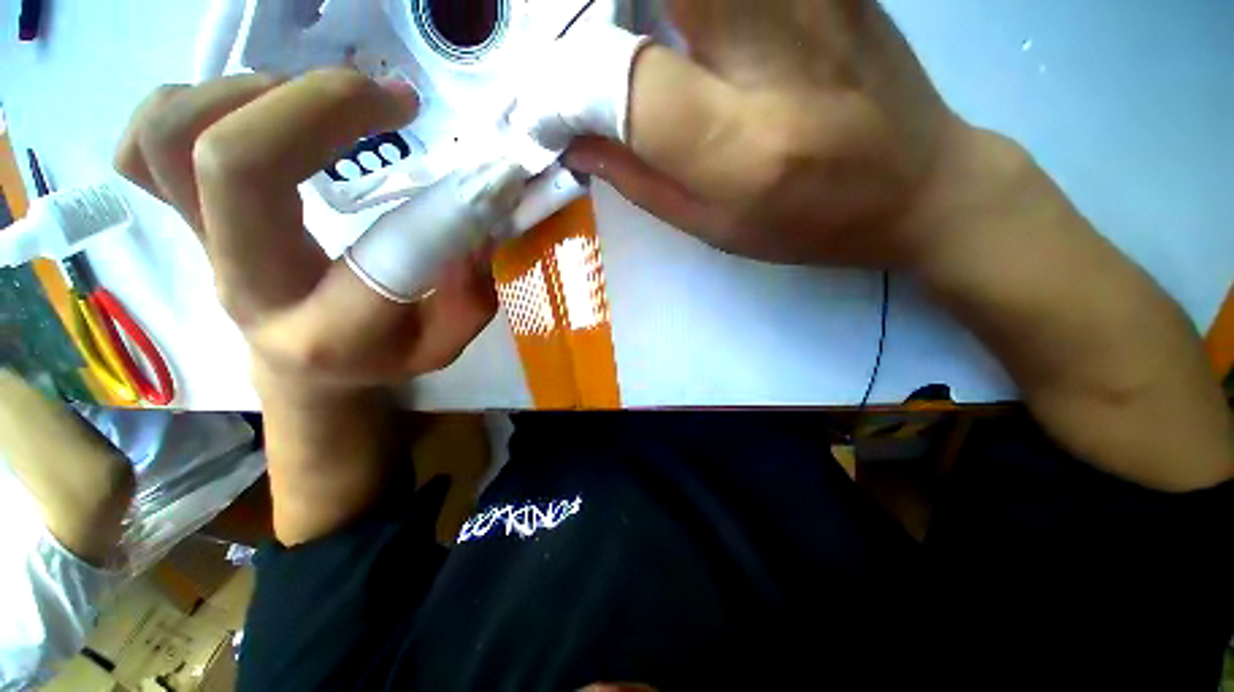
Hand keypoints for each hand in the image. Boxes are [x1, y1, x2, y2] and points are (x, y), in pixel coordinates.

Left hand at [115, 71, 497, 392]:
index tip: (483, 182)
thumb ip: (468, 296)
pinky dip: (197, 103)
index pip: (380, 259)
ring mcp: (199, 242)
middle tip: (391, 103)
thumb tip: (476, 229)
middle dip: (320, 106)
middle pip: (232, 164)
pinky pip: (146, 142)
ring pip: (169, 135)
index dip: (439, 210)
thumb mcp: (443, 344)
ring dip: (258, 95)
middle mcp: (248, 281)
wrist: (305, 367)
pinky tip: (259, 114)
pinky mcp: (181, 212)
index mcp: (329, 330)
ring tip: (327, 106)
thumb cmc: (380, 356)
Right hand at [564, 0, 973, 268]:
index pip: (623, 85)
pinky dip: (686, 3)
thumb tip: (573, 139)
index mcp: (742, 146)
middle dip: (591, 14)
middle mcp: (773, 49)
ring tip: (618, 37)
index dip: (563, 90)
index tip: (539, 112)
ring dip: (636, 5)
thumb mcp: (716, 225)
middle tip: (573, 45)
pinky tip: (675, 24)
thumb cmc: (810, 222)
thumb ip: (640, 182)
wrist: (920, 184)